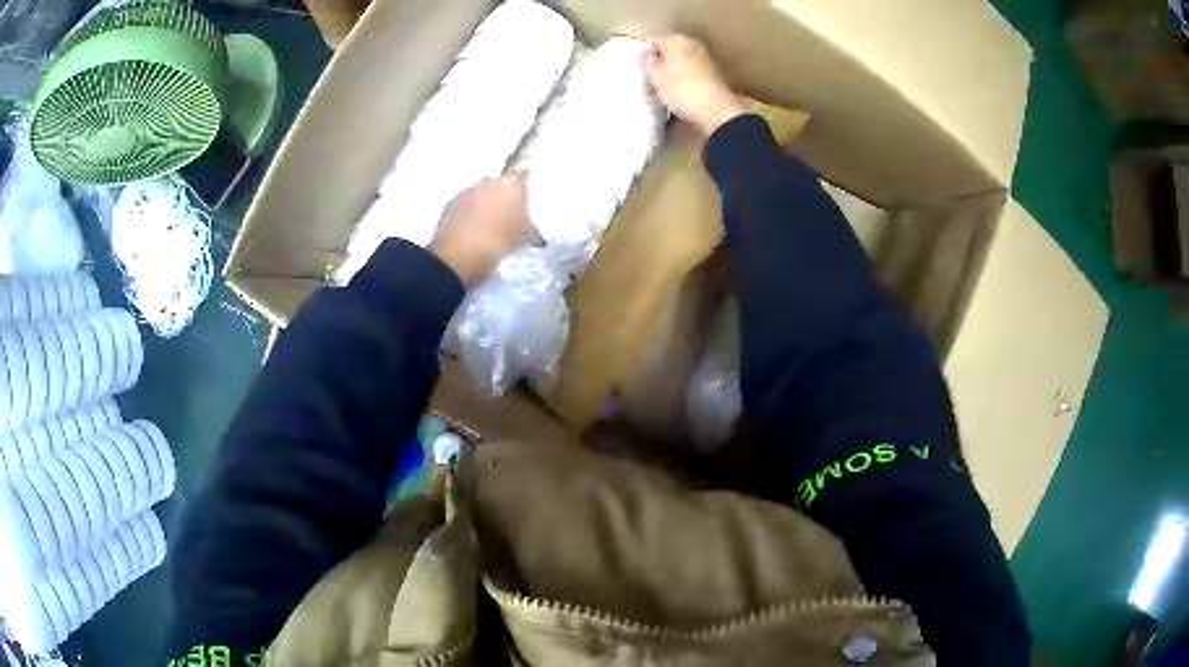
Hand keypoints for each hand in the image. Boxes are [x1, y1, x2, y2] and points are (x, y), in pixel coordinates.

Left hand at [431, 174, 532, 286]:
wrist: (456, 260)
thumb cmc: (498, 245)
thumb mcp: (525, 236)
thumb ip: (530, 222)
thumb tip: (530, 221)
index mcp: (510, 184)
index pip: (523, 177)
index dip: (526, 190)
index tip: (529, 203)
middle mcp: (487, 182)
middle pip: (500, 185)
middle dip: (504, 197)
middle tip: (510, 218)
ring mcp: (466, 193)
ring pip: (482, 195)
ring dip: (486, 206)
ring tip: (490, 227)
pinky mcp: (449, 206)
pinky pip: (466, 207)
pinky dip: (470, 215)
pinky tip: (473, 232)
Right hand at [644, 35, 745, 137]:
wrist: (717, 111)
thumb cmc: (681, 89)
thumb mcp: (656, 75)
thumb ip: (648, 61)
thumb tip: (647, 53)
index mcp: (676, 39)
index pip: (652, 40)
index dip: (642, 55)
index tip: (639, 70)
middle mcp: (692, 45)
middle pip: (666, 53)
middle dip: (656, 66)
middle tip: (647, 83)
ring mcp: (703, 61)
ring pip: (677, 65)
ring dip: (667, 77)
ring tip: (658, 94)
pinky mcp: (711, 77)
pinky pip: (687, 76)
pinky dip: (679, 84)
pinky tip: (673, 98)